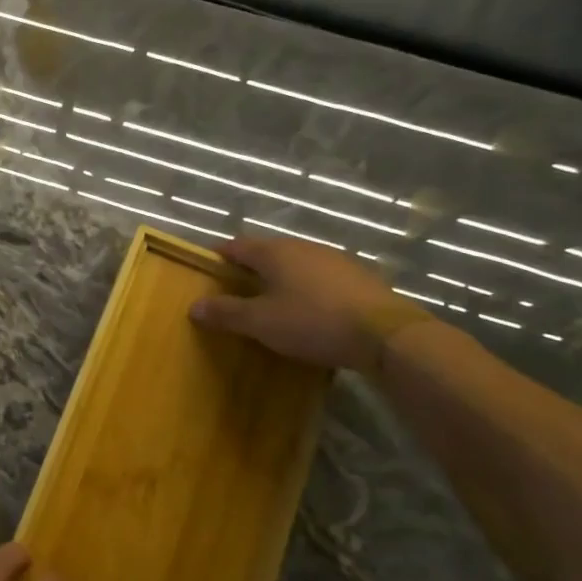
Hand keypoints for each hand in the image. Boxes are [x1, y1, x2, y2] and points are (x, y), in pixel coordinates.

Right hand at [188, 235, 424, 370]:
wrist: (387, 334)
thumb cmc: (313, 322)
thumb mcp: (261, 322)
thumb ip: (226, 312)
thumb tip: (194, 306)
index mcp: (275, 251)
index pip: (236, 245)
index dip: (218, 256)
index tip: (206, 270)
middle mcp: (303, 247)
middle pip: (266, 252)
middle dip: (248, 268)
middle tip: (234, 290)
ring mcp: (334, 260)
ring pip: (295, 264)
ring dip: (279, 278)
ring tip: (270, 302)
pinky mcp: (358, 278)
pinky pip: (319, 278)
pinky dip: (306, 289)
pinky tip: (308, 310)